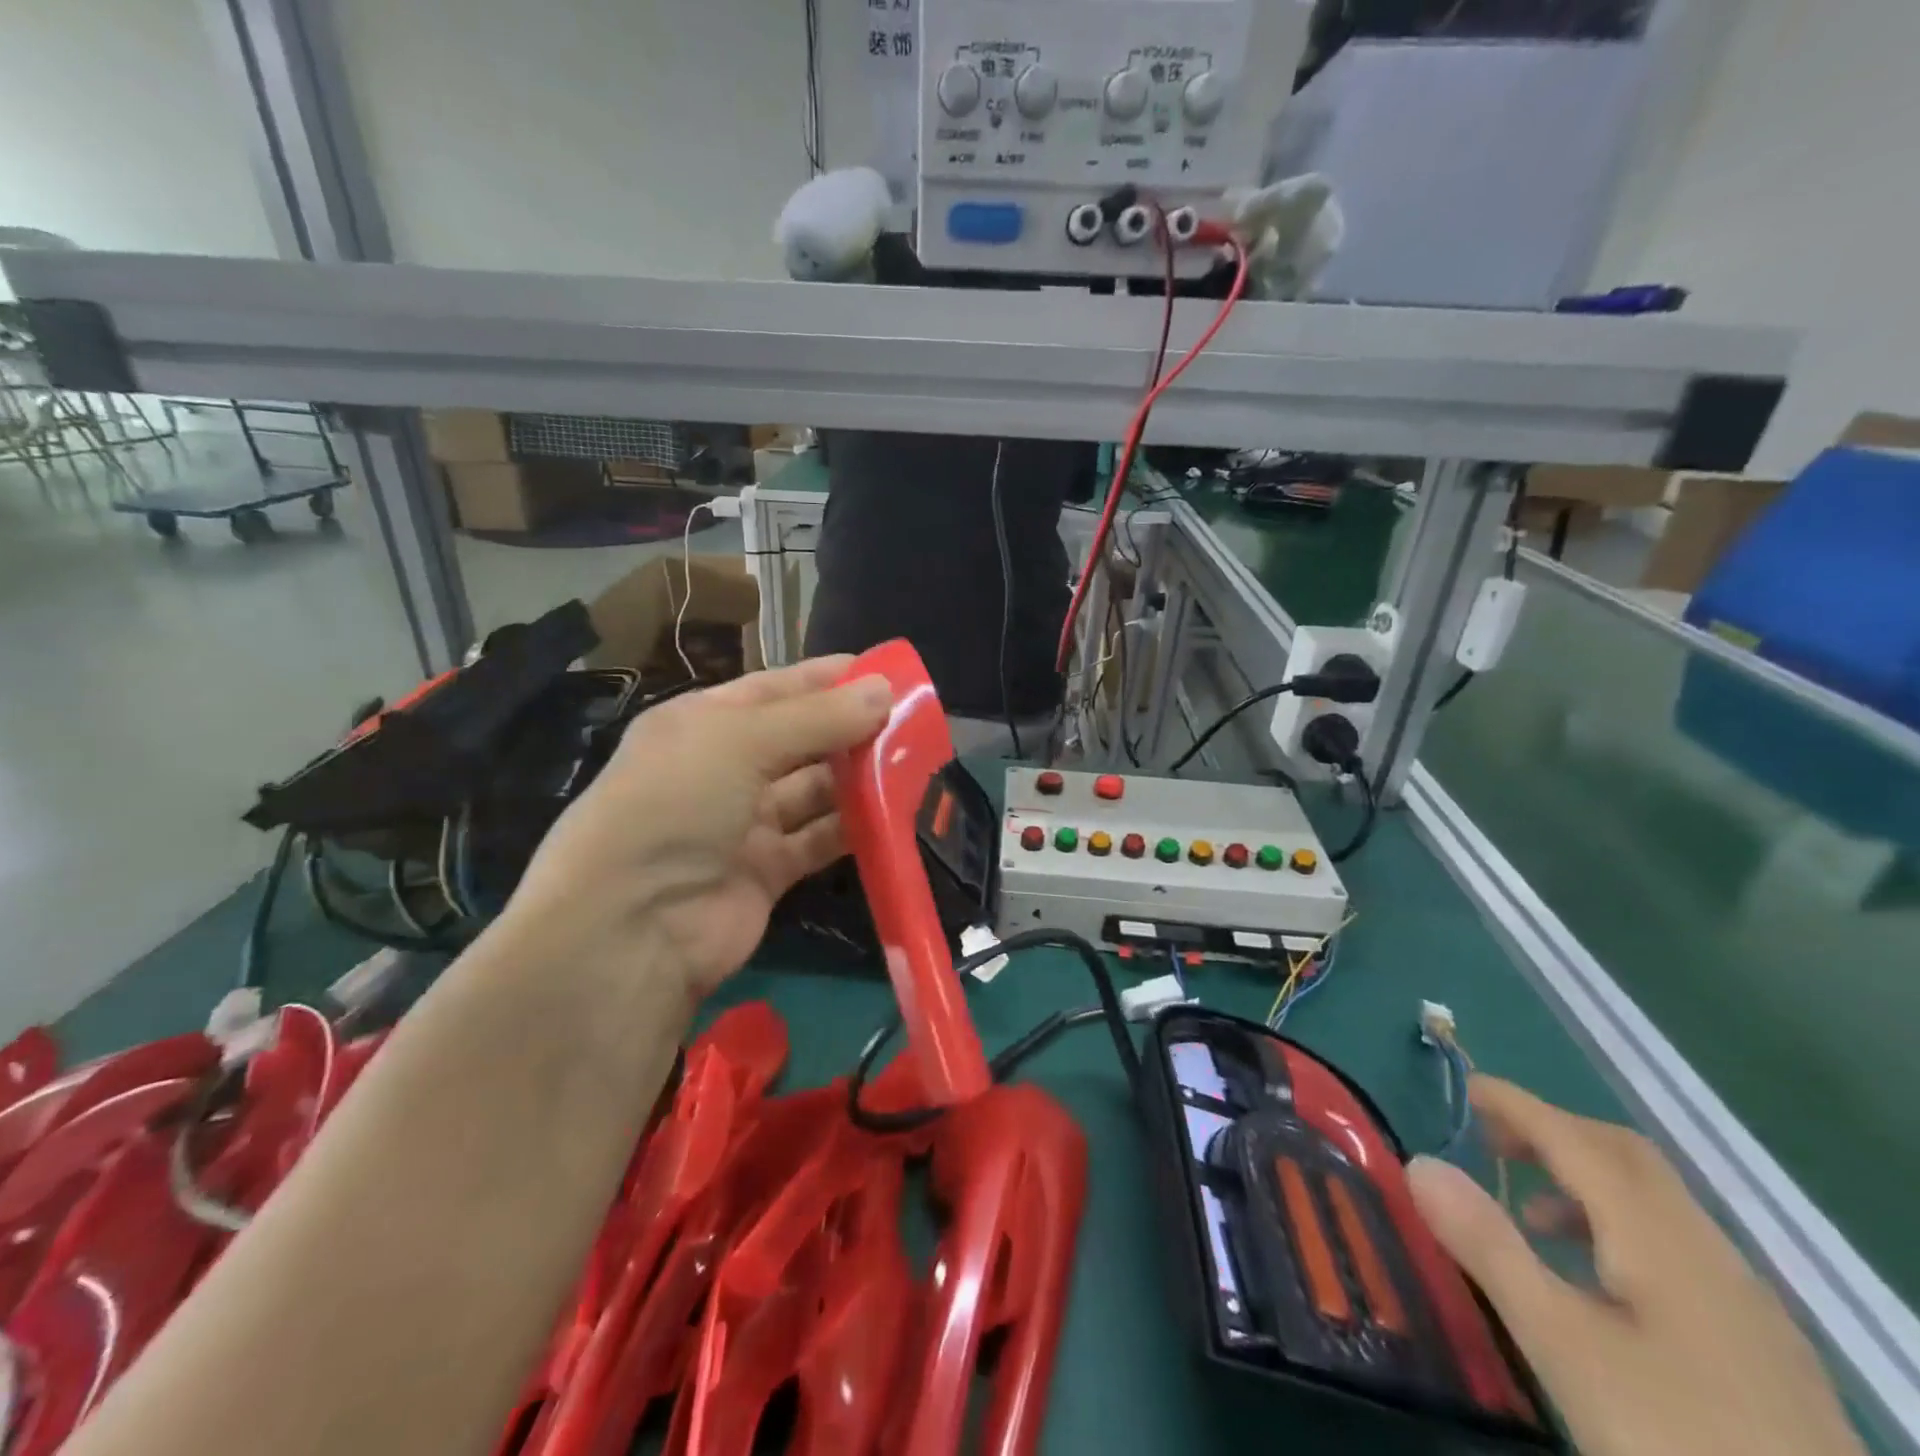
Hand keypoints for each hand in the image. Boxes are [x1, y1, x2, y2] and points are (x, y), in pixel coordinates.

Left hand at [503, 656, 892, 1001]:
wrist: (632, 927)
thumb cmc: (676, 804)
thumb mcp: (741, 742)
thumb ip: (818, 717)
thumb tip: (884, 689)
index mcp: (702, 724)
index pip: (774, 689)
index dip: (826, 678)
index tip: (884, 672)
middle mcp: (722, 769)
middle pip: (799, 740)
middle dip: (850, 729)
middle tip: (912, 722)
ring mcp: (743, 823)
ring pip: (813, 791)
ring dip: (857, 779)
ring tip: (914, 764)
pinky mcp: (766, 871)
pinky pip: (818, 840)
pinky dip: (852, 829)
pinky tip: (893, 815)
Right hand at [1408, 1078, 1862, 1455]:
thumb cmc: (1672, 1435)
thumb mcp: (1561, 1342)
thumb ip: (1490, 1246)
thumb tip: (1420, 1162)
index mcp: (1659, 1236)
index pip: (1576, 1140)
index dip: (1518, 1105)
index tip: (1465, 1085)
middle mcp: (1708, 1251)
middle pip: (1624, 1157)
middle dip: (1552, 1133)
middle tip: (1490, 1142)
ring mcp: (1744, 1302)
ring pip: (1655, 1203)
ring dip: (1584, 1183)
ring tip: (1529, 1216)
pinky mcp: (1761, 1348)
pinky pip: (1675, 1247)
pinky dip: (1618, 1228)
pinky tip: (1597, 1284)